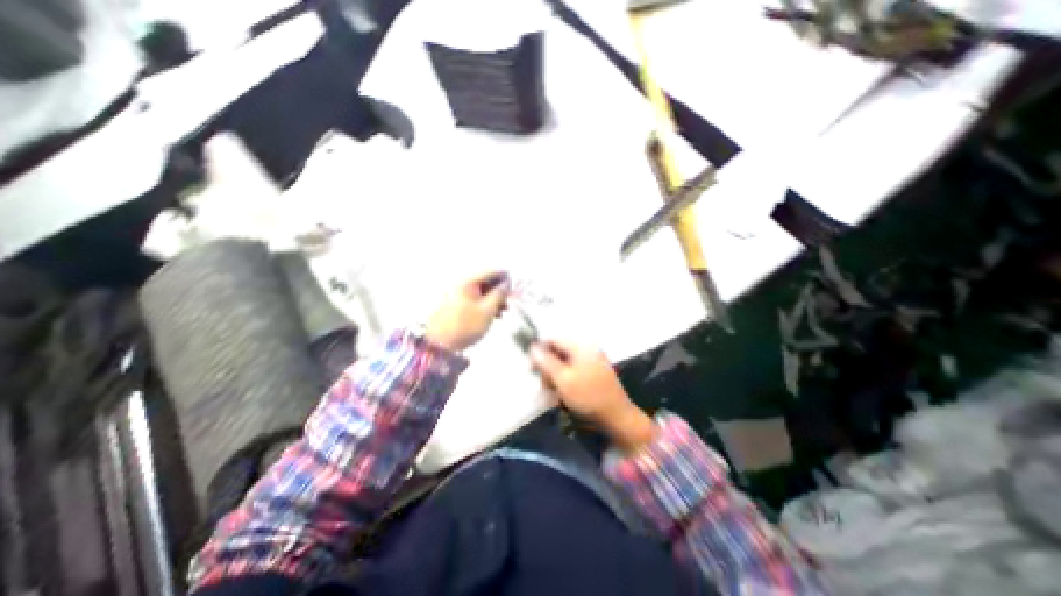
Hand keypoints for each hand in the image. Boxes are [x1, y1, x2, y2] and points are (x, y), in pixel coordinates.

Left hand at [425, 272, 510, 350]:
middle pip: (486, 280)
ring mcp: (457, 293)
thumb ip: (499, 294)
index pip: (491, 271)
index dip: (506, 277)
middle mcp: (462, 283)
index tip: (516, 287)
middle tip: (510, 302)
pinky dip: (485, 304)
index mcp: (468, 281)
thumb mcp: (487, 310)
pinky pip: (474, 298)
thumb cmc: (466, 325)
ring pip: (481, 291)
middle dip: (500, 290)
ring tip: (503, 311)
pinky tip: (493, 315)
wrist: (440, 344)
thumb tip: (507, 283)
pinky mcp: (455, 304)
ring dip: (494, 299)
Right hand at [529, 340, 654, 451]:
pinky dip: (566, 382)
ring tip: (553, 395)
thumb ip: (546, 361)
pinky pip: (574, 372)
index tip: (531, 369)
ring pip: (565, 364)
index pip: (553, 340)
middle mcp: (587, 349)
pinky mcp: (595, 373)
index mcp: (581, 346)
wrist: (617, 417)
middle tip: (545, 387)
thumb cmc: (587, 396)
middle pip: (559, 352)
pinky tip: (563, 396)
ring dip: (556, 378)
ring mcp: (593, 361)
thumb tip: (533, 347)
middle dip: (548, 369)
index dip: (539, 352)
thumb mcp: (563, 379)